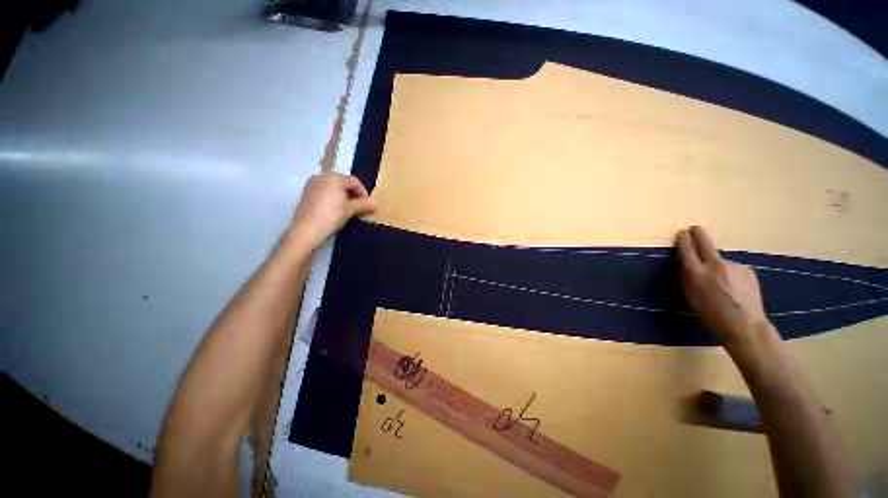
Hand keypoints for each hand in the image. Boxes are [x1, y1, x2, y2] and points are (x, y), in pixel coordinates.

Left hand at [288, 173, 376, 248]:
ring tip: (347, 209)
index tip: (366, 205)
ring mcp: (312, 184)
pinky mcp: (306, 193)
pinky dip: (332, 197)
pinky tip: (334, 210)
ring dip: (343, 195)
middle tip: (358, 207)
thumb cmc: (331, 216)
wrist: (307, 230)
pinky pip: (324, 191)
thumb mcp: (351, 210)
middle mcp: (322, 176)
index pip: (354, 181)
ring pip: (333, 186)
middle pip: (343, 182)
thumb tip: (375, 204)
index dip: (363, 192)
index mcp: (334, 178)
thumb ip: (364, 205)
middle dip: (353, 193)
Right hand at [676, 226, 773, 346]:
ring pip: (721, 260)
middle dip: (698, 233)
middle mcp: (714, 264)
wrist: (745, 324)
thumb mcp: (690, 296)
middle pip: (705, 242)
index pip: (686, 249)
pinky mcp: (747, 270)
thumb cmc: (710, 313)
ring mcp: (734, 266)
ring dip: (718, 266)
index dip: (683, 239)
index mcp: (696, 272)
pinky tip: (735, 288)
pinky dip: (731, 274)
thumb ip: (686, 277)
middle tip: (695, 229)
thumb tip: (686, 264)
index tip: (682, 233)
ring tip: (723, 284)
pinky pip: (734, 268)